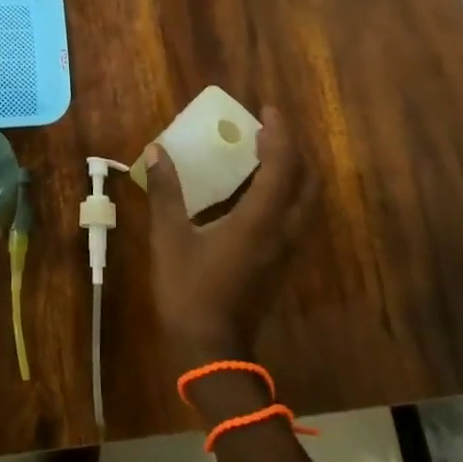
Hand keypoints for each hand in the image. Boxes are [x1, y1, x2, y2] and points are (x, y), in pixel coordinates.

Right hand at [145, 106, 309, 370]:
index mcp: (260, 220)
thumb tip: (156, 151)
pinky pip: (293, 215)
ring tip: (263, 153)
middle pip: (306, 180)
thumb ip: (166, 192)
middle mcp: (283, 231)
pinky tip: (256, 192)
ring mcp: (286, 250)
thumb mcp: (170, 238)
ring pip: (304, 200)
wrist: (212, 352)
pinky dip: (284, 192)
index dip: (279, 133)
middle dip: (292, 149)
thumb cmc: (190, 291)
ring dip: (291, 170)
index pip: (282, 165)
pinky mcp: (280, 264)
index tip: (266, 109)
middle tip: (266, 130)